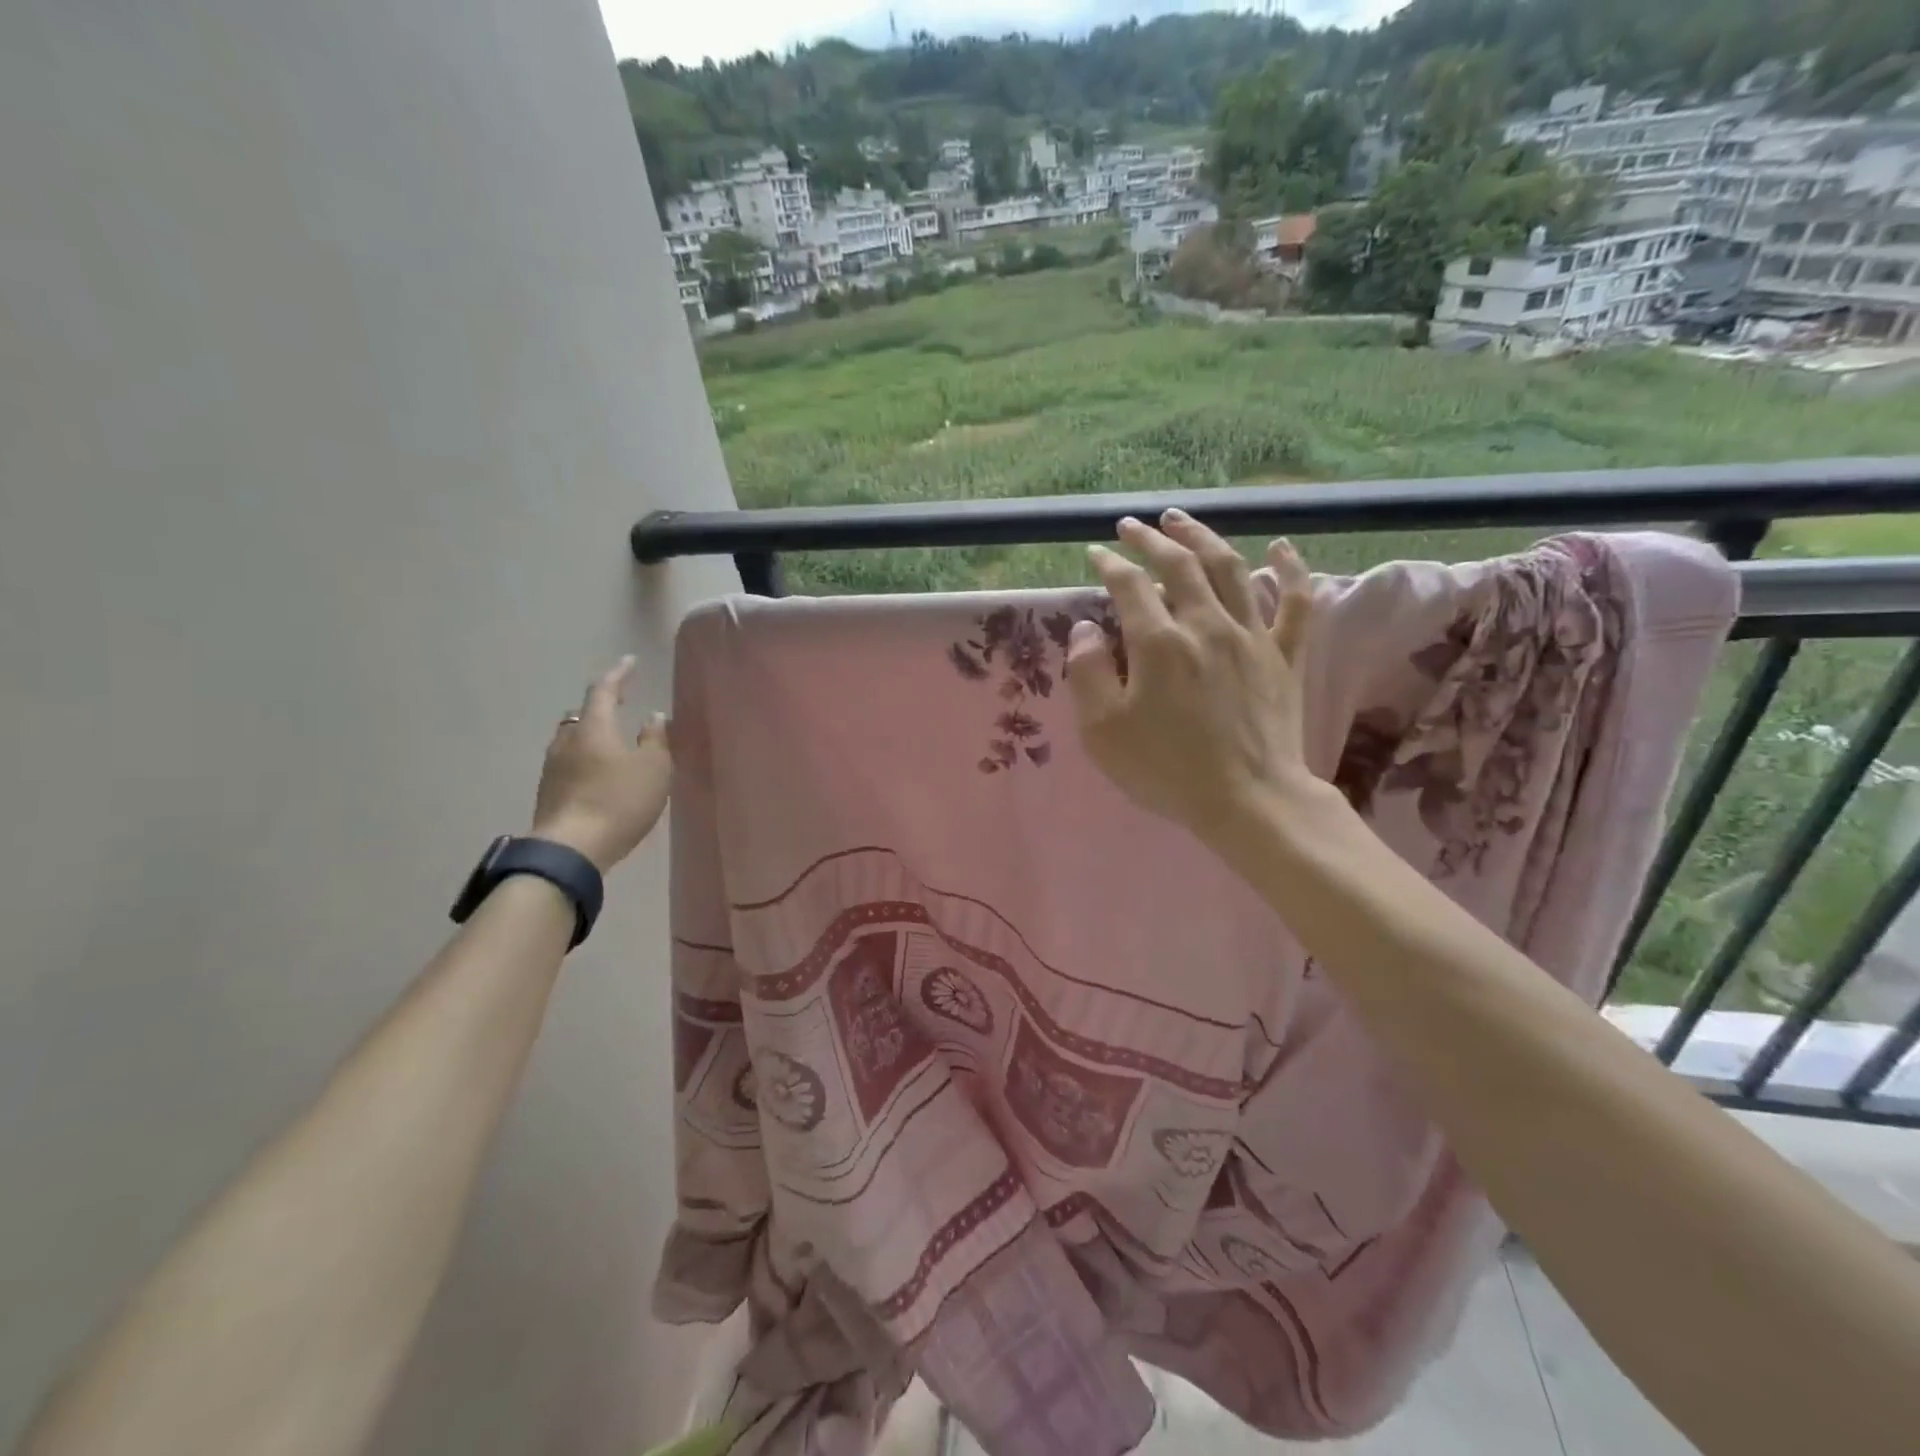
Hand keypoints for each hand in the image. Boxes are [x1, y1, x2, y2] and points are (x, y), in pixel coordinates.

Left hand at [530, 656, 670, 872]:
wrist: (572, 849)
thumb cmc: (618, 801)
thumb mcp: (654, 769)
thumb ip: (656, 739)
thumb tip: (653, 717)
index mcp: (594, 728)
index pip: (603, 690)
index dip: (618, 674)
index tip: (630, 662)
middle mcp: (567, 741)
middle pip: (581, 714)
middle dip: (600, 706)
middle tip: (619, 704)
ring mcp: (553, 768)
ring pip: (571, 739)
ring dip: (590, 734)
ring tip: (610, 741)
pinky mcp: (549, 792)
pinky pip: (568, 763)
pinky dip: (585, 759)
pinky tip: (598, 774)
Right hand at [1067, 510, 1319, 845]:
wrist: (1248, 800)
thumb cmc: (1167, 769)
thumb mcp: (1103, 731)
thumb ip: (1087, 672)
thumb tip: (1086, 628)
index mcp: (1159, 643)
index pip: (1130, 586)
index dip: (1110, 565)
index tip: (1096, 554)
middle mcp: (1206, 625)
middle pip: (1179, 565)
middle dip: (1152, 539)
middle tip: (1133, 525)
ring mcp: (1252, 636)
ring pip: (1231, 568)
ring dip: (1204, 538)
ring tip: (1183, 520)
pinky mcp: (1284, 656)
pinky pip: (1296, 602)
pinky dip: (1291, 569)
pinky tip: (1281, 547)